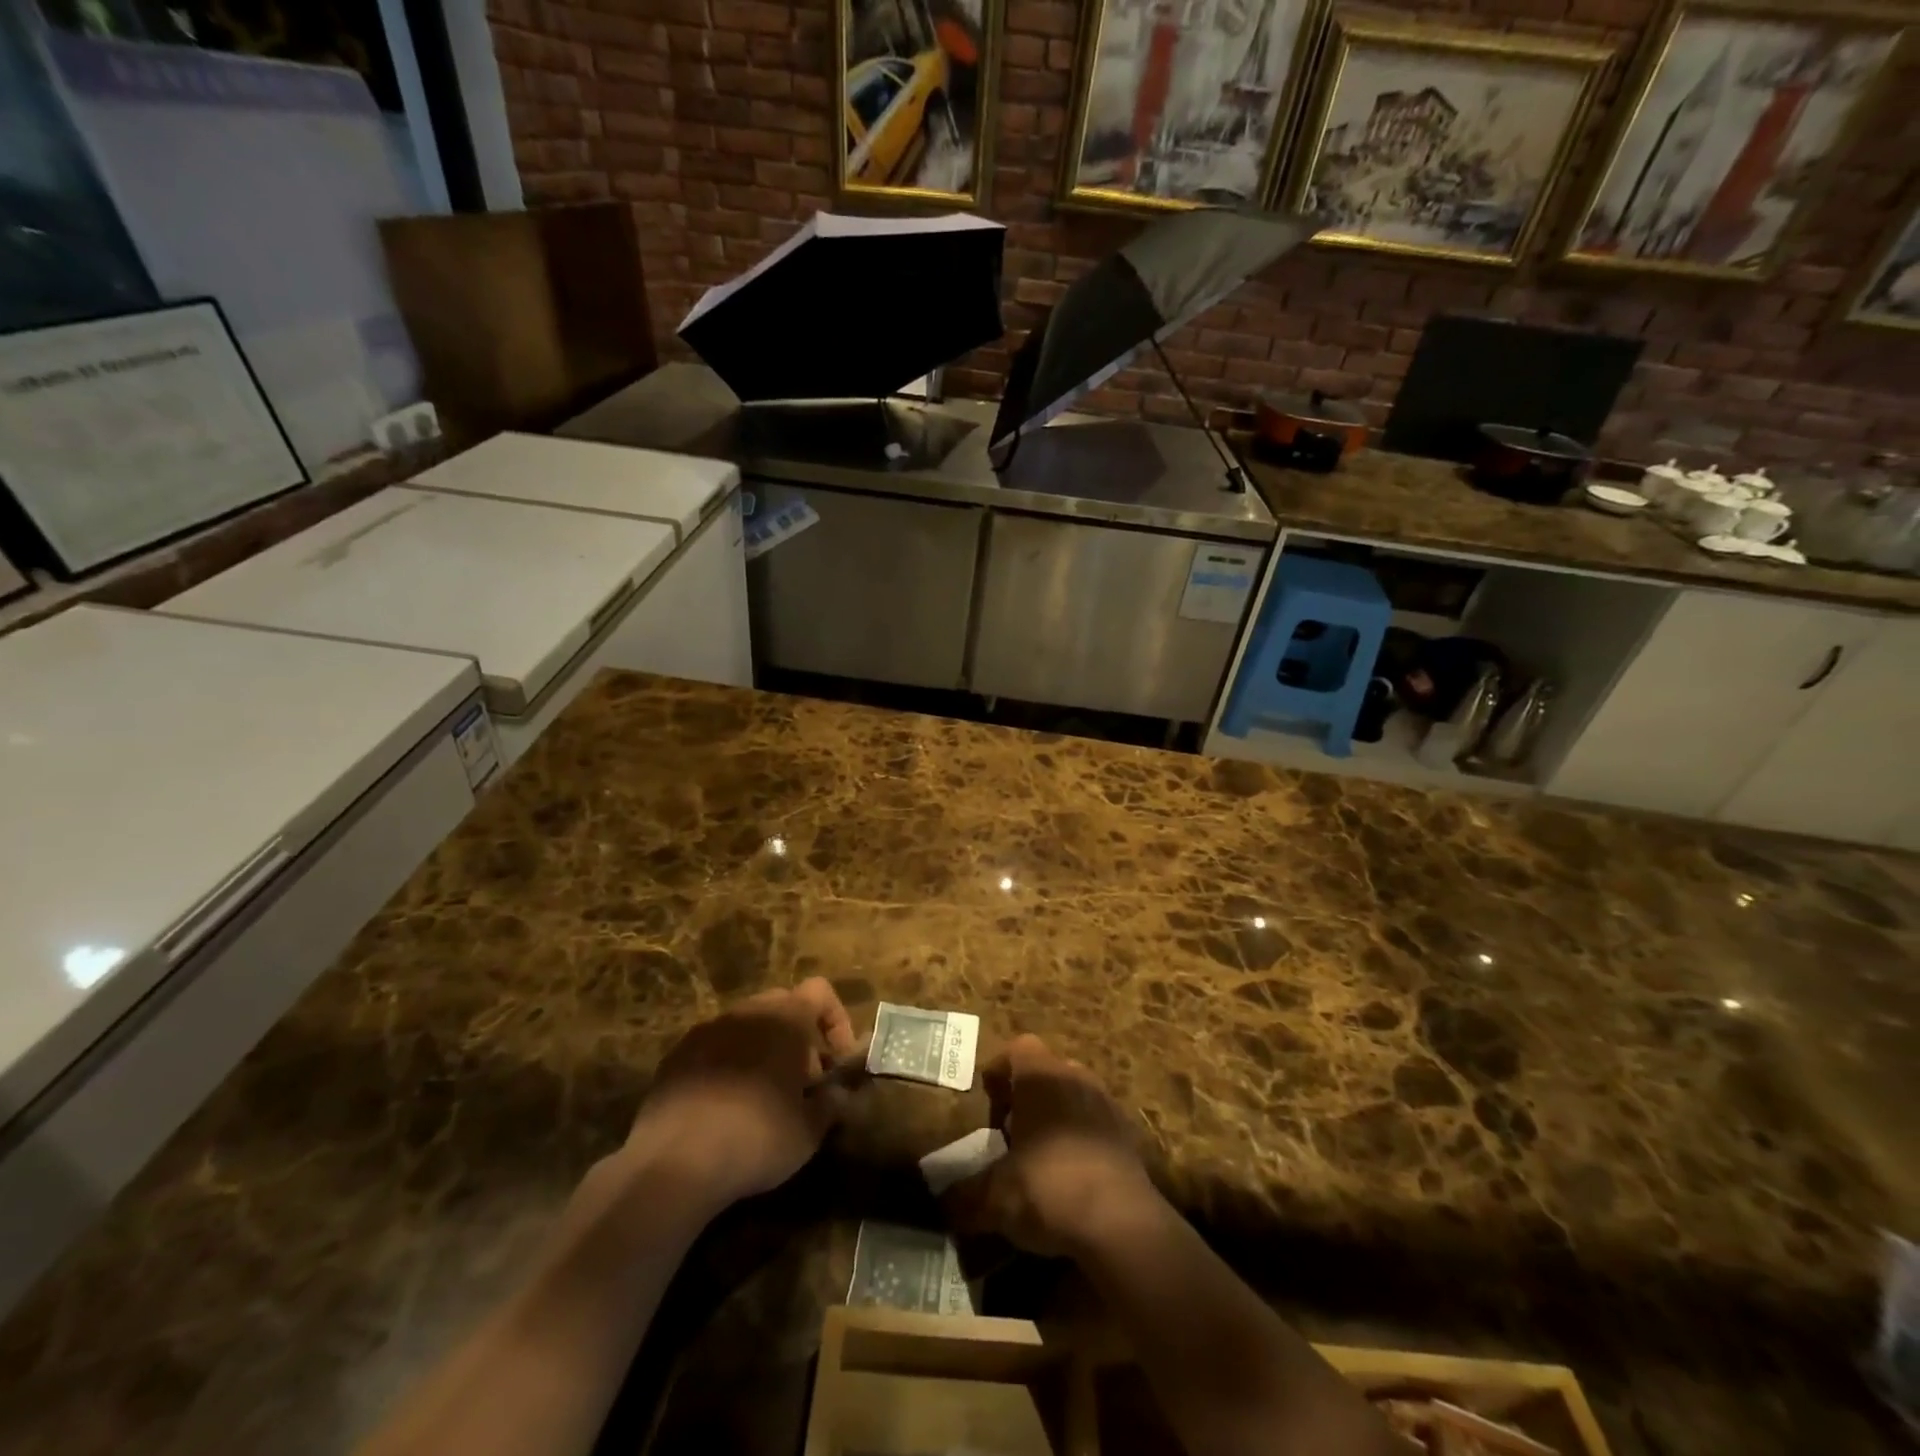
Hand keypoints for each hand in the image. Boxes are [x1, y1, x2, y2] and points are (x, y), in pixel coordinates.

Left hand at [626, 977, 857, 1209]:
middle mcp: (748, 1011)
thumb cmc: (757, 1138)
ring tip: (764, 1098)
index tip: (837, 1062)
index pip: (820, 991)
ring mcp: (708, 1029)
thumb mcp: (809, 1131)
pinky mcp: (677, 1054)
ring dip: (764, 1049)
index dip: (836, 1020)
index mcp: (786, 1018)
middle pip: (783, 1005)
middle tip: (803, 1083)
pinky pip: (715, 1047)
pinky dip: (729, 1064)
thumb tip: (840, 1093)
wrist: (674, 1162)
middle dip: (799, 1037)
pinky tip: (724, 1108)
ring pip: (747, 1025)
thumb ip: (832, 1103)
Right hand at [950, 1034, 1157, 1256]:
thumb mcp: (995, 1197)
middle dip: (1027, 1097)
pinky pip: (1095, 1123)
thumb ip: (965, 1194)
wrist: (1121, 1223)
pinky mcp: (1127, 1134)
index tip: (989, 1106)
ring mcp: (1106, 1103)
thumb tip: (942, 1201)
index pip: (1017, 1048)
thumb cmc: (1048, 1189)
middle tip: (1011, 1136)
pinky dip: (1081, 1140)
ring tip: (1040, 1158)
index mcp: (1041, 1076)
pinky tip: (1071, 1179)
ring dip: (1055, 1117)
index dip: (999, 1072)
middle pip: (1046, 1071)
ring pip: (1073, 1095)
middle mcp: (1076, 1077)